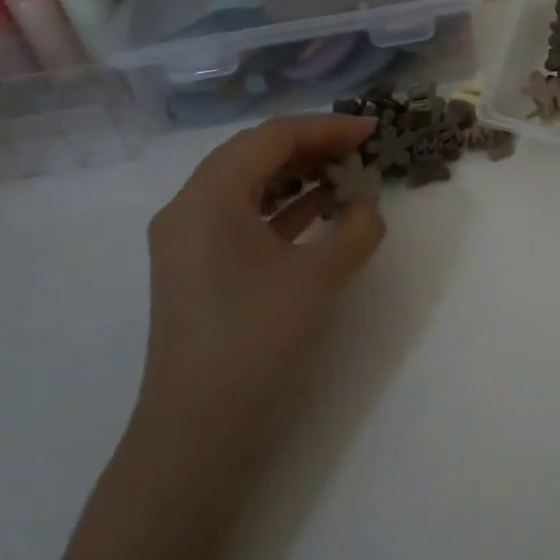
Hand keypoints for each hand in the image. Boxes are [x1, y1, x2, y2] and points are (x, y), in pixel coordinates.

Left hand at [139, 114, 384, 437]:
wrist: (197, 432)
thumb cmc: (257, 340)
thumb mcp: (321, 277)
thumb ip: (357, 229)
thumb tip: (365, 205)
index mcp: (208, 197)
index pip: (272, 137)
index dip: (327, 128)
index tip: (372, 131)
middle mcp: (189, 208)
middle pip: (255, 153)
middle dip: (312, 146)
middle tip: (360, 150)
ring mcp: (188, 241)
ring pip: (248, 184)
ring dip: (298, 174)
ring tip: (346, 174)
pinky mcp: (198, 269)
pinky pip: (242, 216)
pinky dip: (283, 206)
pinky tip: (321, 211)